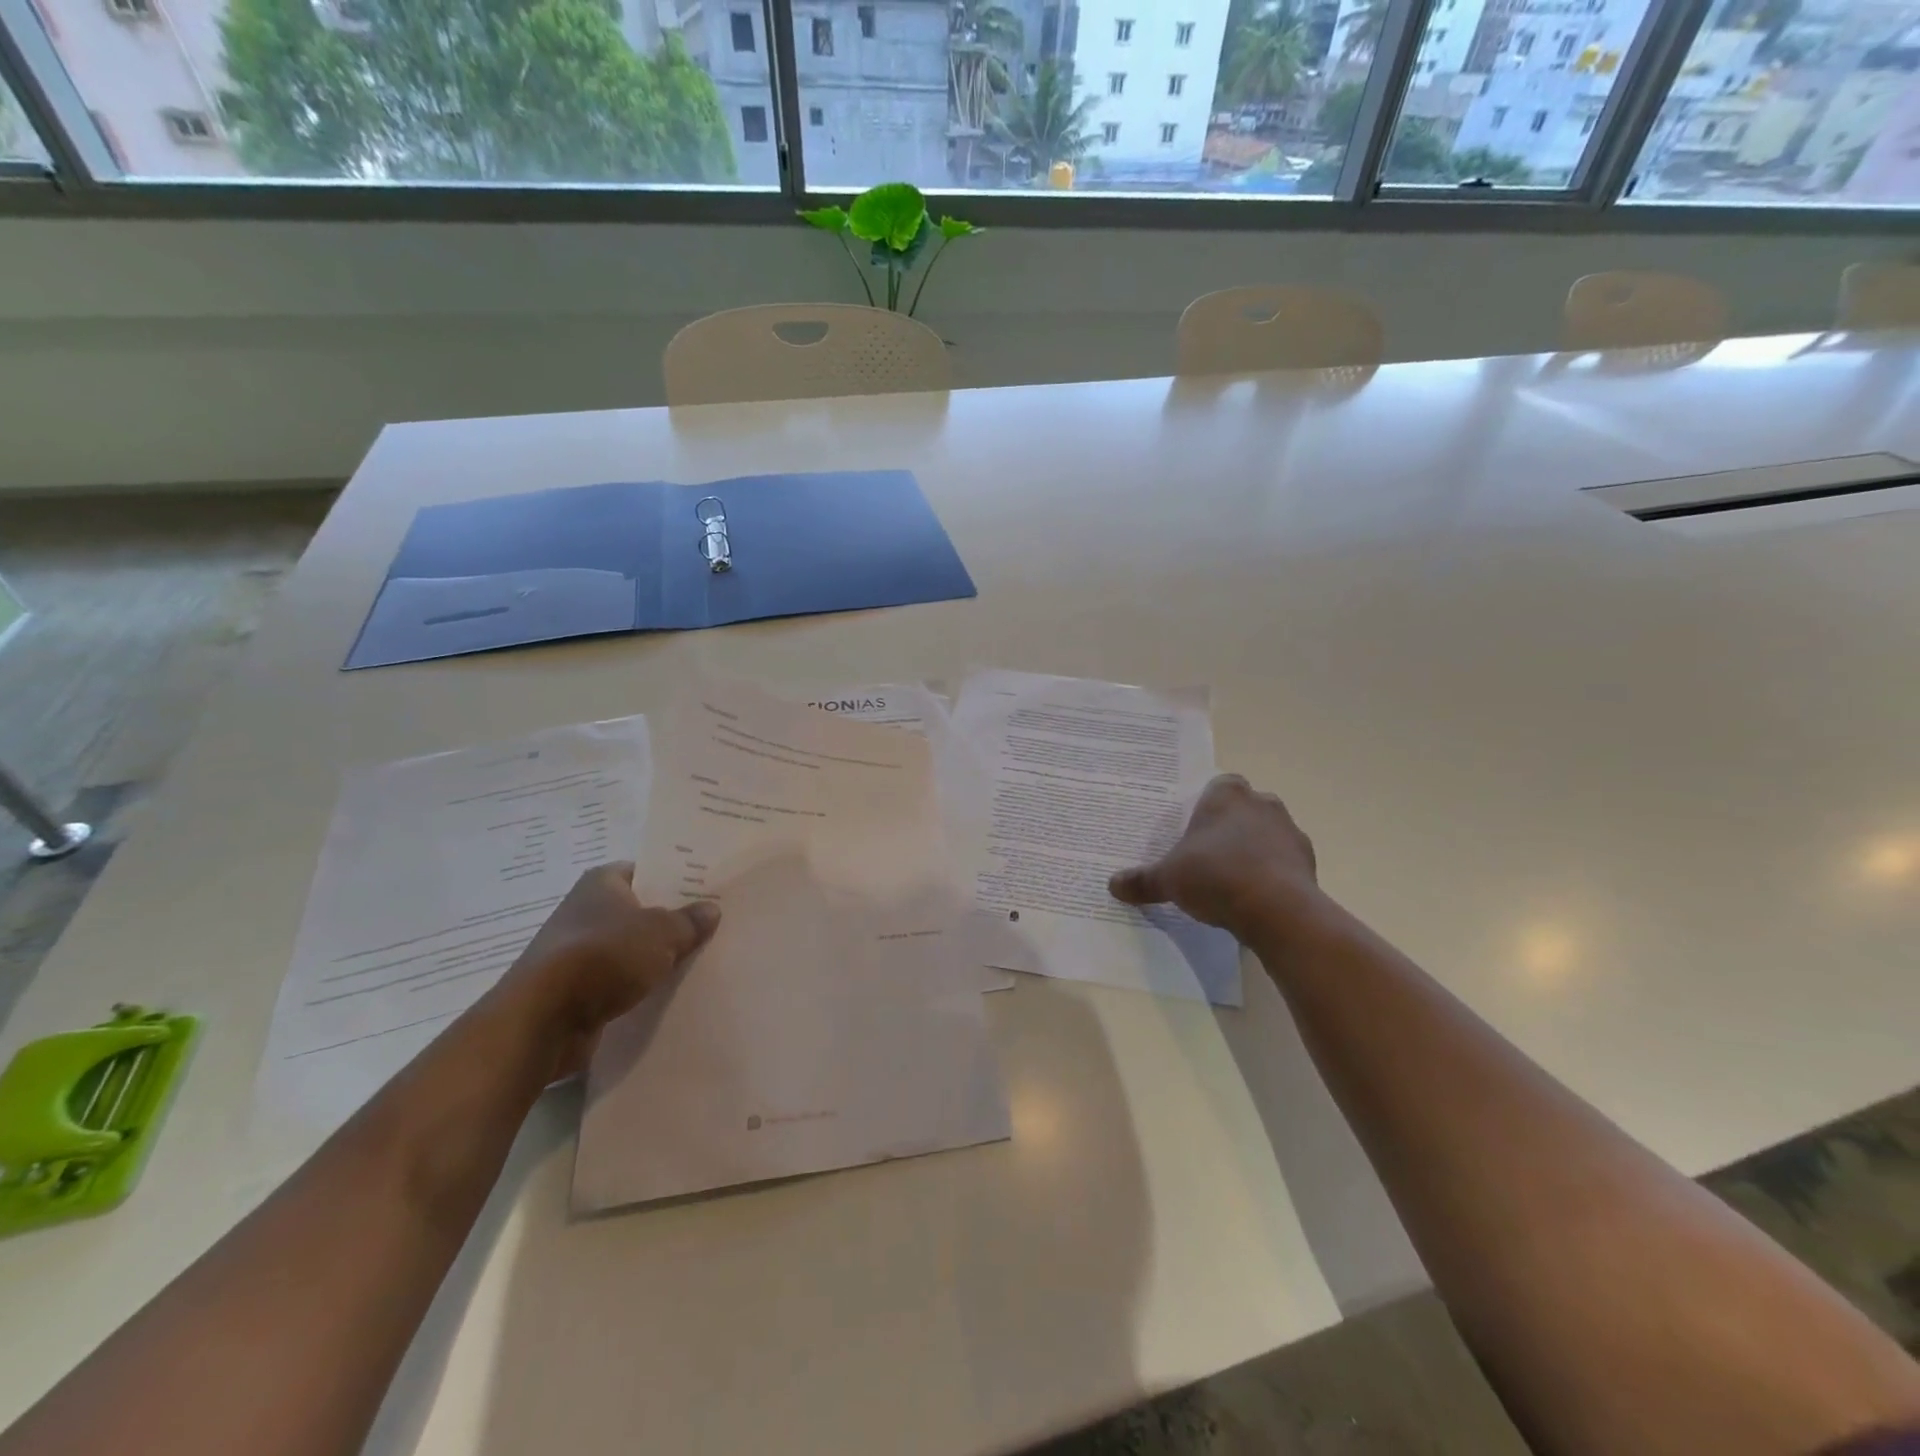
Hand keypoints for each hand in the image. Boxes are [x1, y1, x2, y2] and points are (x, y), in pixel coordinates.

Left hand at [482, 864, 718, 1080]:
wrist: (544, 1020)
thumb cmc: (604, 956)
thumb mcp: (661, 932)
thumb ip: (689, 921)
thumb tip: (711, 909)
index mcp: (602, 883)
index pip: (645, 871)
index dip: (675, 879)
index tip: (706, 890)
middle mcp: (586, 911)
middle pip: (639, 911)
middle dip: (670, 920)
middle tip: (713, 925)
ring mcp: (578, 953)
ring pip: (630, 949)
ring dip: (655, 957)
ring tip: (699, 960)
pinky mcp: (577, 991)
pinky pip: (620, 981)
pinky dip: (640, 986)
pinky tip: (670, 992)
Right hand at [1108, 774, 1325, 944]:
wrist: (1277, 910)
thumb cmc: (1215, 876)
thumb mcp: (1168, 879)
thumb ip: (1142, 880)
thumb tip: (1112, 885)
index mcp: (1226, 794)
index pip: (1217, 786)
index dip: (1205, 806)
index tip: (1193, 830)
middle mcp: (1262, 803)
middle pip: (1242, 809)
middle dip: (1228, 827)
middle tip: (1207, 855)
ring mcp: (1290, 830)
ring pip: (1266, 833)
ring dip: (1252, 850)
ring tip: (1230, 880)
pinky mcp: (1308, 860)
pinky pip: (1283, 861)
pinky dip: (1271, 873)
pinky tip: (1253, 897)